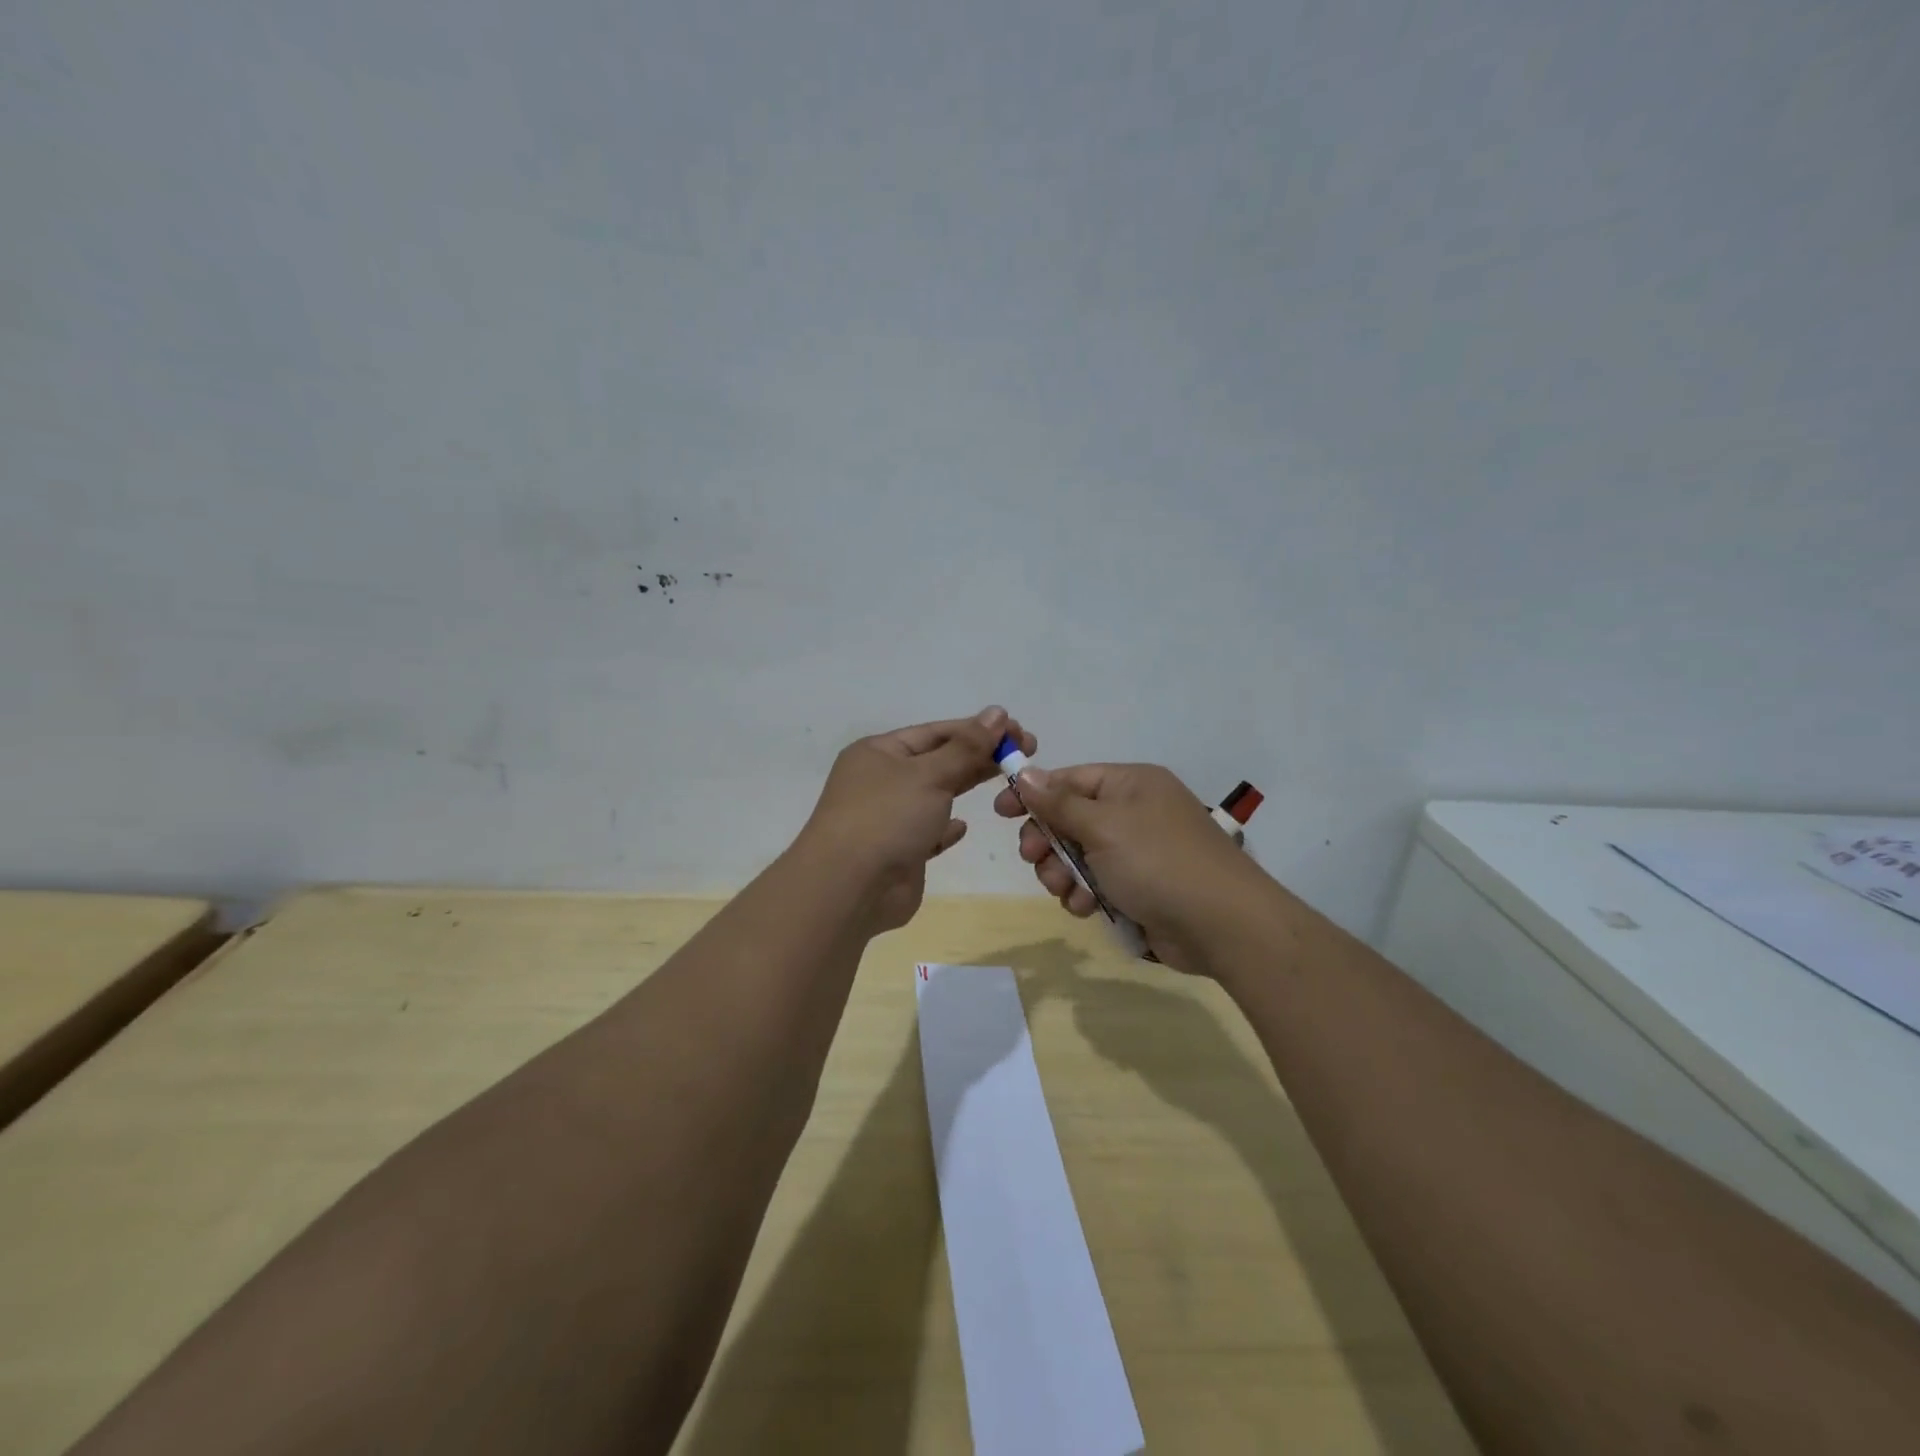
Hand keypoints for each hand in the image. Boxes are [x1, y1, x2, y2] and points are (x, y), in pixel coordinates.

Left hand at [796, 707, 1036, 932]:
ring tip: (1007, 782)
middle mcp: (881, 781)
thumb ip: (966, 747)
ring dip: (965, 787)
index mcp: (879, 752)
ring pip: (935, 795)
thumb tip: (997, 712)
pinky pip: (928, 833)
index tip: (1018, 731)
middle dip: (979, 756)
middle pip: (938, 761)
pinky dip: (946, 827)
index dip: (977, 729)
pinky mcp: (900, 852)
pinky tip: (964, 826)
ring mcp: (888, 818)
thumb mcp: (929, 774)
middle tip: (1025, 754)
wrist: (850, 889)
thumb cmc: (887, 818)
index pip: (935, 732)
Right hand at [993, 762, 1270, 971]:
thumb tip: (1025, 771)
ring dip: (1064, 874)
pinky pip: (1097, 883)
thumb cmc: (1158, 862)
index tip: (1000, 811)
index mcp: (1130, 785)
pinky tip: (1088, 909)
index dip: (1033, 793)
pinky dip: (1086, 895)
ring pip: (1079, 856)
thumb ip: (1059, 802)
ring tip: (1068, 892)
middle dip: (1048, 842)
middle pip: (1070, 819)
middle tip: (1034, 859)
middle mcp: (1134, 813)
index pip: (1070, 779)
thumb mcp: (1103, 826)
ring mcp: (1138, 852)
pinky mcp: (1140, 888)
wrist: (1222, 925)